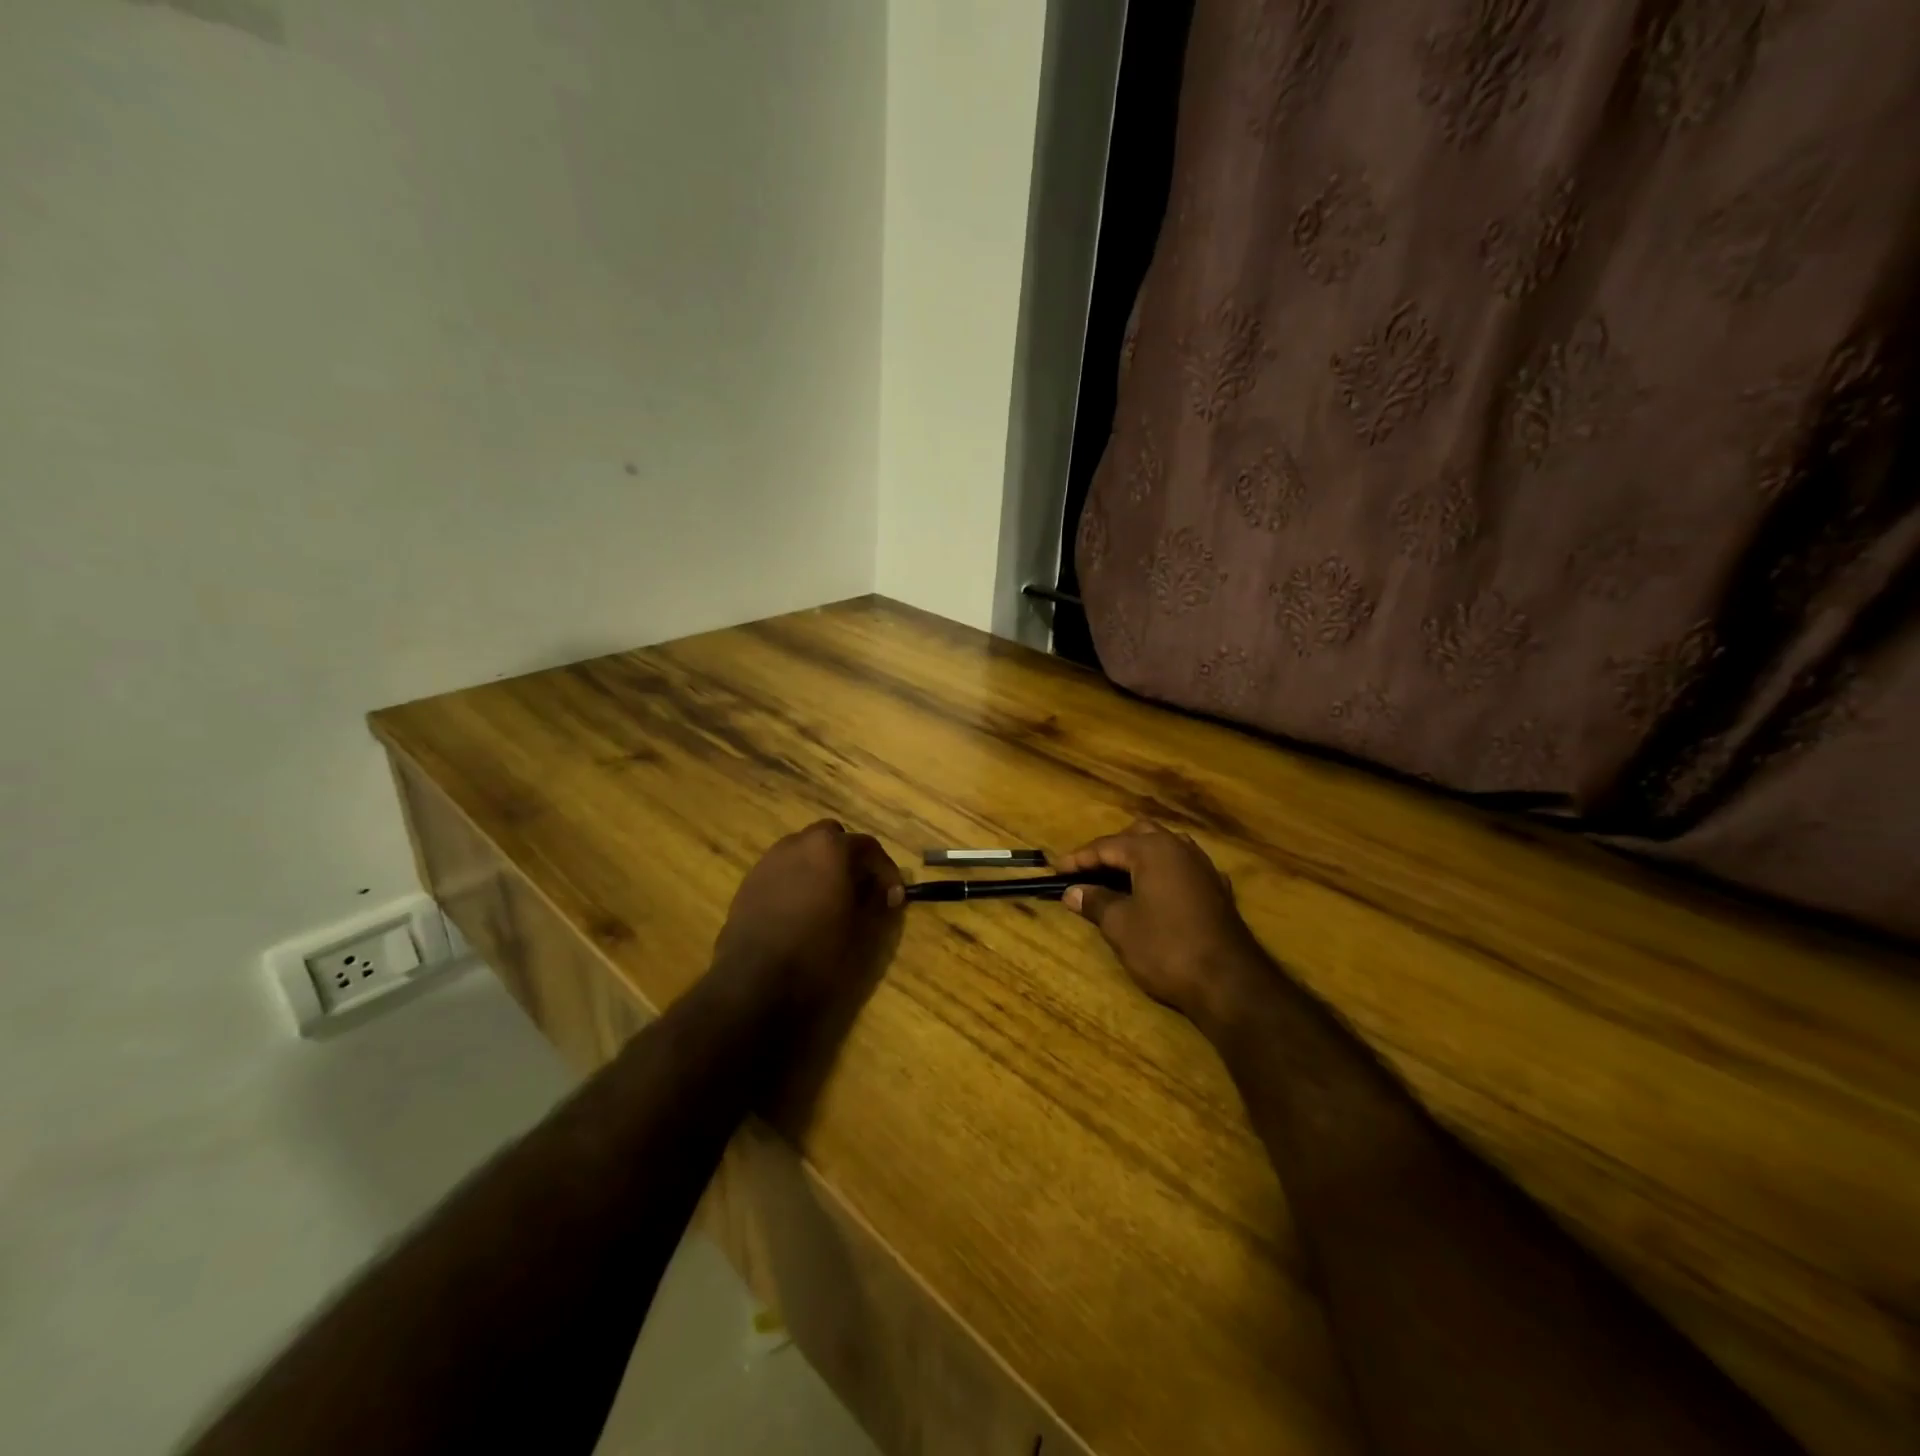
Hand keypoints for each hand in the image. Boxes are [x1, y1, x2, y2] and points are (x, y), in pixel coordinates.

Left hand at [710, 820, 904, 1016]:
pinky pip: (783, 869)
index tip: (894, 898)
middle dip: (849, 859)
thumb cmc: (817, 952)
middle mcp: (798, 843)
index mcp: (830, 848)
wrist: (755, 981)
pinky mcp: (750, 881)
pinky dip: (797, 880)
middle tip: (859, 889)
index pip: (869, 847)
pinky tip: (800, 910)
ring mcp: (770, 860)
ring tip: (829, 899)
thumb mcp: (861, 930)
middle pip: (832, 838)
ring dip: (821, 867)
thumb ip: (875, 901)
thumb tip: (881, 891)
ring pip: (804, 851)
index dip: (886, 872)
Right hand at [1060, 820, 1267, 1031]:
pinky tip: (1153, 892)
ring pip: (1165, 847)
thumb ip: (1095, 902)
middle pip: (1139, 835)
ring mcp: (1203, 868)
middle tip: (1089, 870)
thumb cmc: (1165, 948)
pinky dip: (1161, 872)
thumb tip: (1073, 892)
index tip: (1056, 870)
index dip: (1079, 858)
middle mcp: (1180, 849)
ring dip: (1139, 856)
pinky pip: (1182, 867)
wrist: (1228, 982)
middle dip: (1111, 849)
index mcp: (1153, 850)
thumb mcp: (1120, 926)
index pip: (1107, 846)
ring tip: (1118, 877)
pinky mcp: (1217, 890)